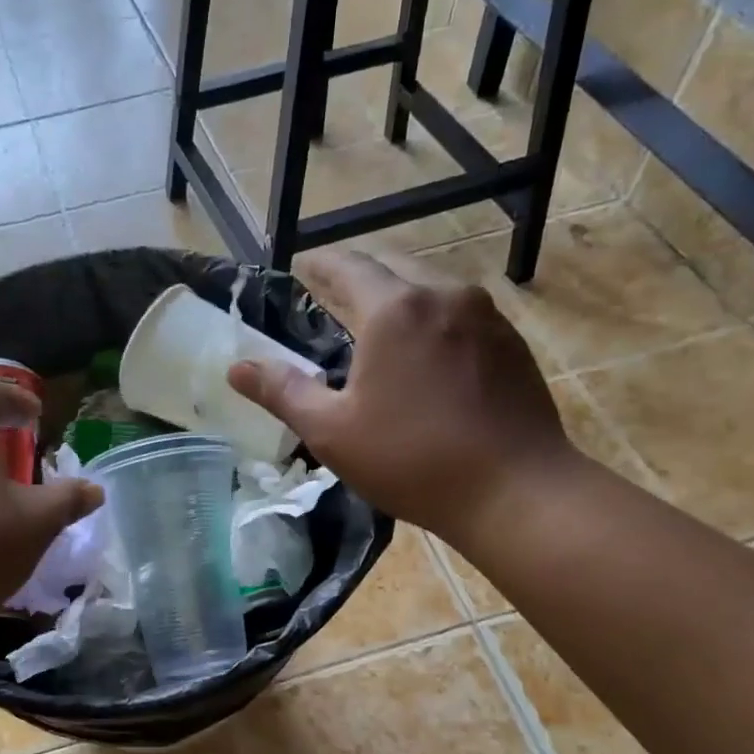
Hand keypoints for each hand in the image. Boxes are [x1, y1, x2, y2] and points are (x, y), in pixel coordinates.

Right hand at [228, 248, 576, 538]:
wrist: (516, 490)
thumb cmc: (412, 460)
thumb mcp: (332, 431)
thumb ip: (282, 391)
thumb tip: (236, 367)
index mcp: (394, 309)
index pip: (347, 266)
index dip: (318, 264)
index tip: (300, 267)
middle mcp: (443, 295)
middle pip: (391, 267)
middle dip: (358, 275)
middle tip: (331, 295)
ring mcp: (485, 316)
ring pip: (429, 288)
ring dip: (398, 297)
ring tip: (376, 324)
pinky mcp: (511, 342)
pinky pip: (459, 314)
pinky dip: (431, 320)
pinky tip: (425, 354)